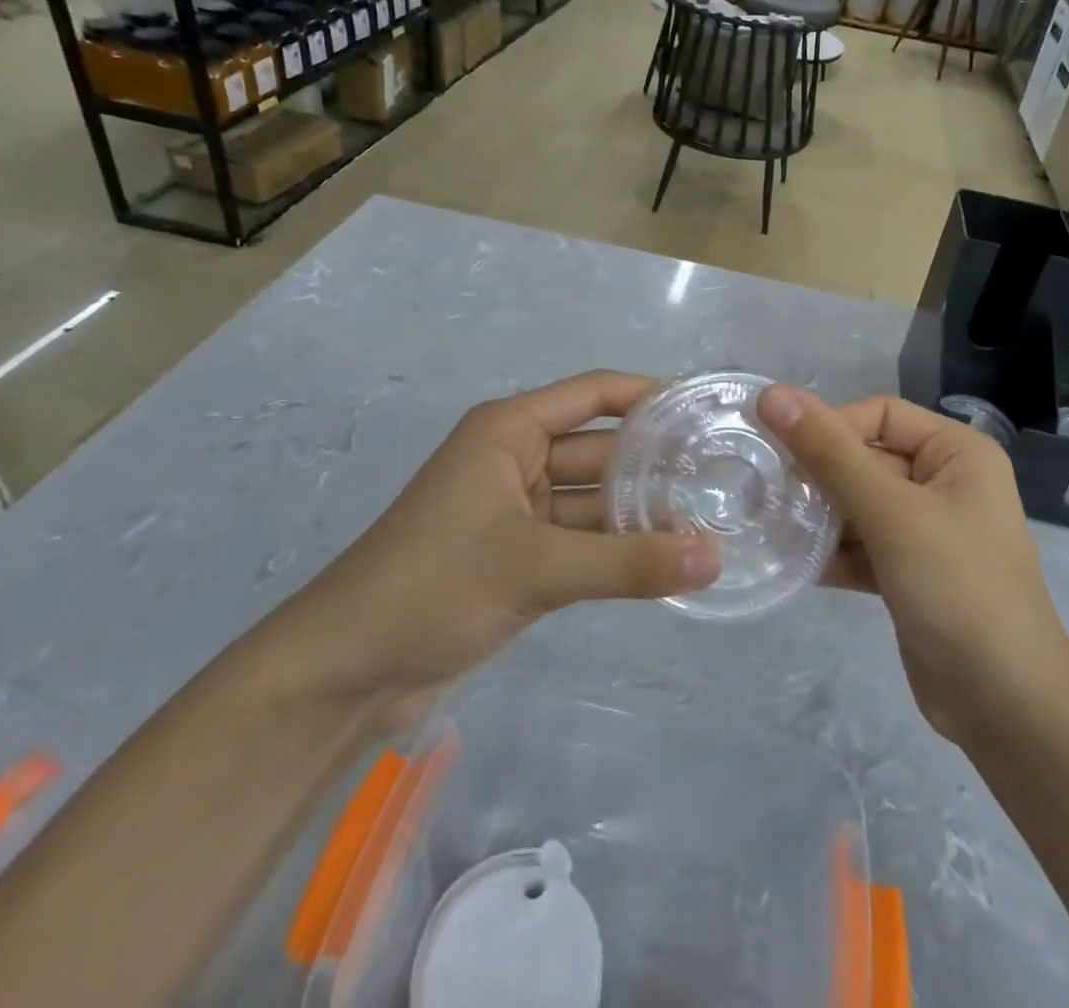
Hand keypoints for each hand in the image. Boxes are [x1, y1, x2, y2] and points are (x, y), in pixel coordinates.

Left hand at [275, 372, 719, 719]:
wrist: (344, 673)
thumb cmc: (434, 586)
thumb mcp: (537, 567)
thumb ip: (629, 562)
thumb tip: (715, 559)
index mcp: (510, 431)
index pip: (595, 394)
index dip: (649, 397)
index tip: (707, 414)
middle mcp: (516, 459)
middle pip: (599, 449)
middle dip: (653, 466)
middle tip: (724, 479)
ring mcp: (516, 510)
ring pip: (592, 500)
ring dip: (639, 514)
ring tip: (710, 523)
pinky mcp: (517, 556)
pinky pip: (580, 539)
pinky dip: (615, 549)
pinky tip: (664, 560)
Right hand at [757, 386, 1068, 745]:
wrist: (1006, 707)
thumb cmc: (957, 589)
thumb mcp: (891, 514)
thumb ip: (830, 453)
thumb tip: (772, 394)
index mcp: (957, 453)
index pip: (879, 415)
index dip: (830, 427)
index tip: (779, 453)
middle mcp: (945, 482)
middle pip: (866, 458)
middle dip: (818, 475)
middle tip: (762, 489)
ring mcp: (928, 530)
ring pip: (859, 504)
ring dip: (818, 514)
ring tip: (769, 523)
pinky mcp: (910, 572)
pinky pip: (862, 544)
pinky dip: (831, 551)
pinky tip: (792, 560)